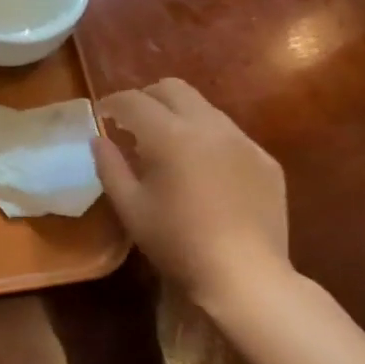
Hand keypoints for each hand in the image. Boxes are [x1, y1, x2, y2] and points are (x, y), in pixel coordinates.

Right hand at [92, 78, 289, 305]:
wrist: (245, 274)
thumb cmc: (177, 242)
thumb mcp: (130, 207)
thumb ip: (110, 166)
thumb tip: (98, 140)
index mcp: (171, 135)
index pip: (134, 101)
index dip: (112, 103)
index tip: (101, 115)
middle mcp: (210, 126)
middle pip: (173, 89)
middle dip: (147, 98)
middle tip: (132, 122)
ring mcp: (243, 141)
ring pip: (205, 108)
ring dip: (179, 116)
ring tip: (166, 146)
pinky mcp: (265, 161)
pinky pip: (230, 135)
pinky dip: (207, 139)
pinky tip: (202, 170)